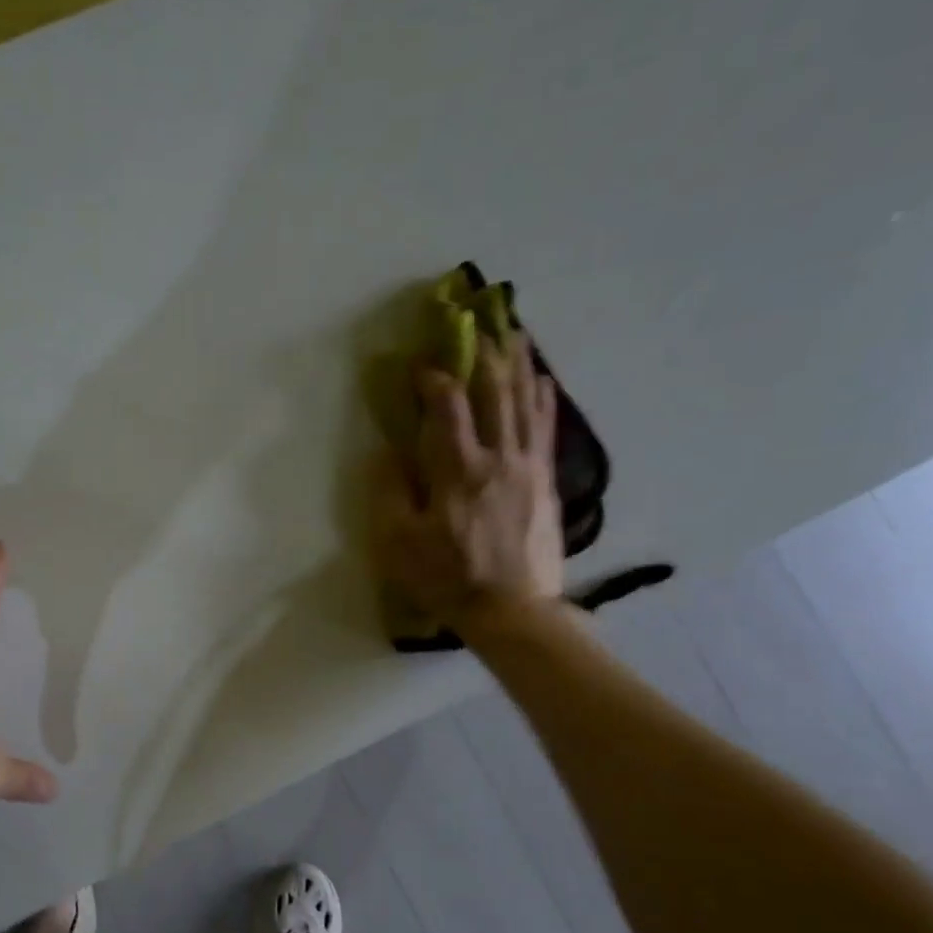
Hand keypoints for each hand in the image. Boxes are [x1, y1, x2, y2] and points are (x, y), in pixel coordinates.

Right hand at [369, 331, 565, 626]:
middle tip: (480, 322)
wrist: (512, 610)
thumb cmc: (447, 578)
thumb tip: (386, 452)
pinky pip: (546, 429)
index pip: (446, 406)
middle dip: (485, 353)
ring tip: (516, 333)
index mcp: (457, 470)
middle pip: (494, 392)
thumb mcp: (399, 543)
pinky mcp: (547, 482)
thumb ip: (391, 493)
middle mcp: (498, 457)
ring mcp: (528, 468)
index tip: (419, 364)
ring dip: (519, 364)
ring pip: (525, 403)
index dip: (433, 377)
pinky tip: (543, 381)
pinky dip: (544, 399)